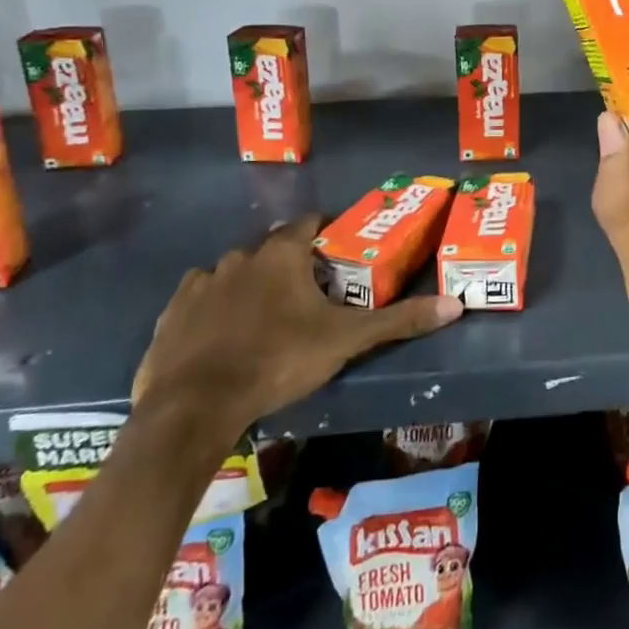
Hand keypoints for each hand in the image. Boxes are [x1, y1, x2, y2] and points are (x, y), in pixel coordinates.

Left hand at [131, 216, 460, 450]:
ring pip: (233, 273)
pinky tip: (221, 335)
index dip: (324, 232)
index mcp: (281, 255)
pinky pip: (198, 299)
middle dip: (289, 265)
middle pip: (271, 250)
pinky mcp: (172, 314)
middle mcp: (239, 257)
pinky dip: (213, 309)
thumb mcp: (346, 341)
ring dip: (249, 286)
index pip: (308, 223)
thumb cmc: (278, 360)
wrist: (195, 406)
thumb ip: (398, 321)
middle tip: (307, 296)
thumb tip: (455, 305)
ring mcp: (201, 284)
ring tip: (264, 319)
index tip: (337, 252)